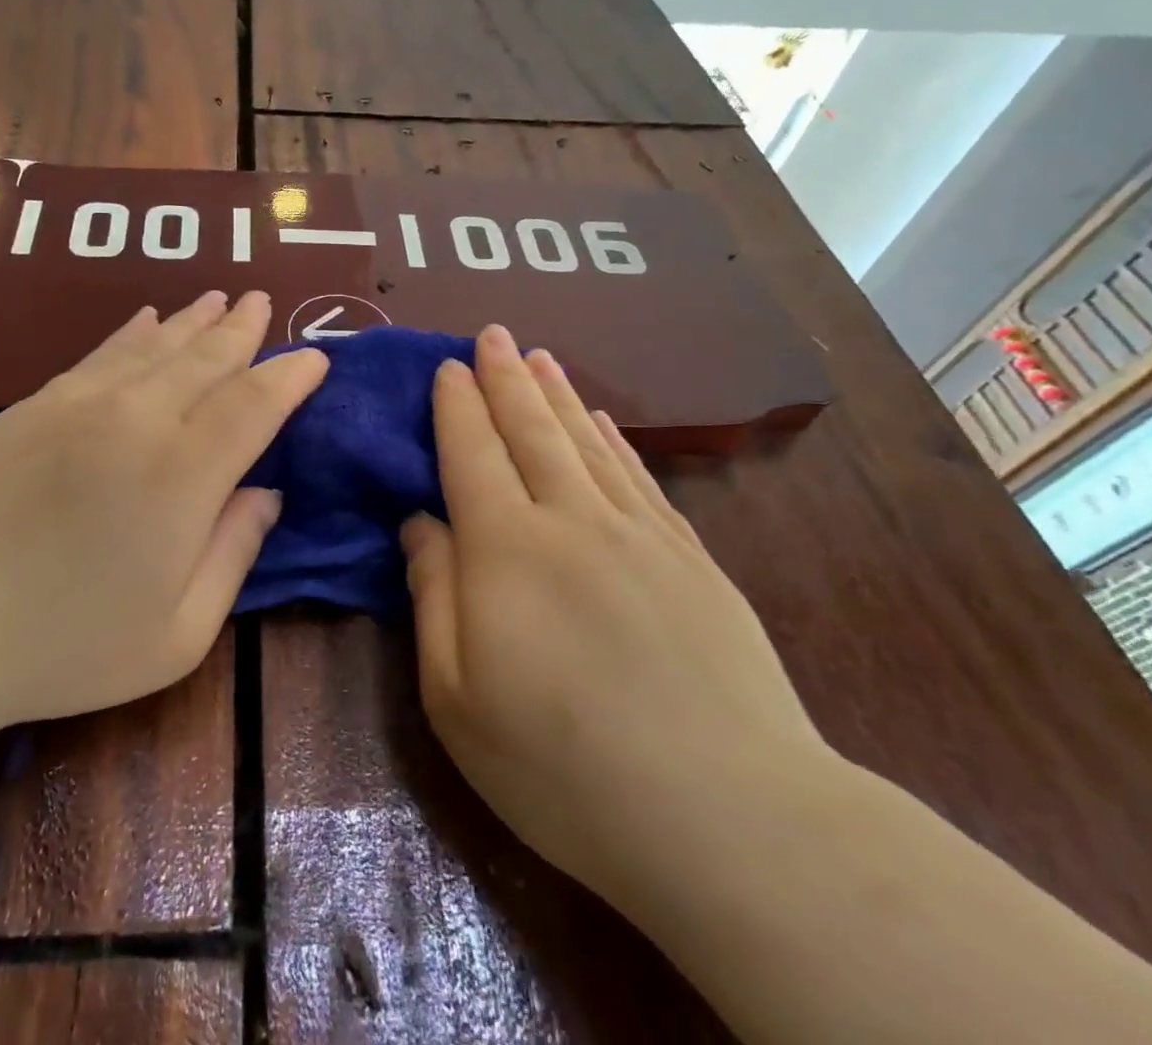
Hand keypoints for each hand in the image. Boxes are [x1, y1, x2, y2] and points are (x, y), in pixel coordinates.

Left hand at [0, 291, 326, 733]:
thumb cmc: (62, 644)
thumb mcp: (176, 633)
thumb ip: (233, 553)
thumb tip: (266, 494)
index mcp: (185, 473)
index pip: (254, 404)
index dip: (289, 377)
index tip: (314, 357)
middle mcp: (140, 418)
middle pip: (206, 358)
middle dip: (243, 329)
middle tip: (263, 302)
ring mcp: (81, 403)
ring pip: (156, 345)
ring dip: (194, 320)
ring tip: (220, 298)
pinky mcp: (35, 404)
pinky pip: (102, 353)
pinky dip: (134, 332)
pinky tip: (148, 317)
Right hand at [401, 325, 831, 905]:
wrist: (730, 819)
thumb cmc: (564, 766)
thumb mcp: (457, 698)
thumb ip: (433, 597)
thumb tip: (420, 523)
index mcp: (505, 550)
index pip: (471, 453)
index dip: (456, 406)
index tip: (447, 366)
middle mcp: (571, 520)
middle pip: (530, 430)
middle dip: (505, 377)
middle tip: (492, 333)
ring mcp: (639, 535)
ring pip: (586, 442)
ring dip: (557, 394)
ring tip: (538, 355)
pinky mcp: (690, 560)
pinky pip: (639, 478)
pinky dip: (613, 439)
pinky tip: (601, 420)